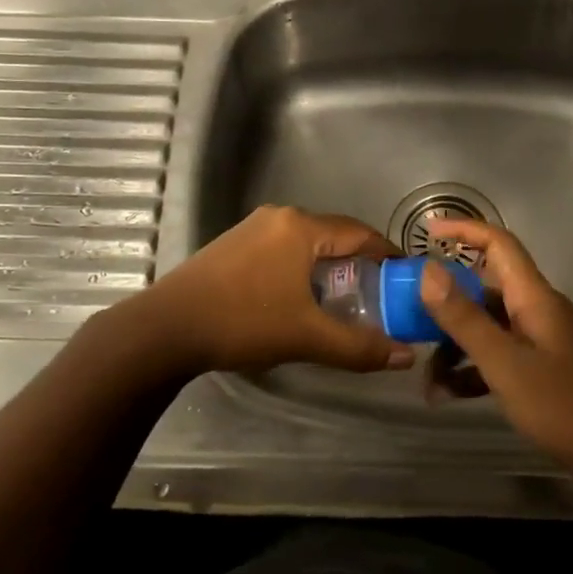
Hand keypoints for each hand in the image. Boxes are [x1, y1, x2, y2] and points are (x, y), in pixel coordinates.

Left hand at [134, 204, 412, 377]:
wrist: (166, 328)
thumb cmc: (244, 322)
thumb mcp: (307, 337)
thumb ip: (359, 346)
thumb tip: (406, 356)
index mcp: (301, 227)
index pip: (360, 233)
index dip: (387, 254)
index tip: (406, 277)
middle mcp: (279, 217)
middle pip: (333, 235)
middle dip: (358, 263)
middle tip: (378, 294)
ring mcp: (252, 227)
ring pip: (306, 243)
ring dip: (328, 267)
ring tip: (343, 298)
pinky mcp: (233, 244)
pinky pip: (282, 249)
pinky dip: (301, 268)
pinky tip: (299, 296)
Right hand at [416, 218, 572, 467]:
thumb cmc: (561, 404)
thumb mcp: (503, 362)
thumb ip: (464, 317)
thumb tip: (429, 270)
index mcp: (533, 297)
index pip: (499, 244)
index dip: (464, 230)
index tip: (427, 232)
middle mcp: (536, 310)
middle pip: (484, 288)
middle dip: (445, 304)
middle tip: (409, 319)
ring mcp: (539, 340)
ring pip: (486, 327)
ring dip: (454, 347)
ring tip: (428, 381)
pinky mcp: (539, 369)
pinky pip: (497, 355)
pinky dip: (471, 370)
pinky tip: (447, 395)